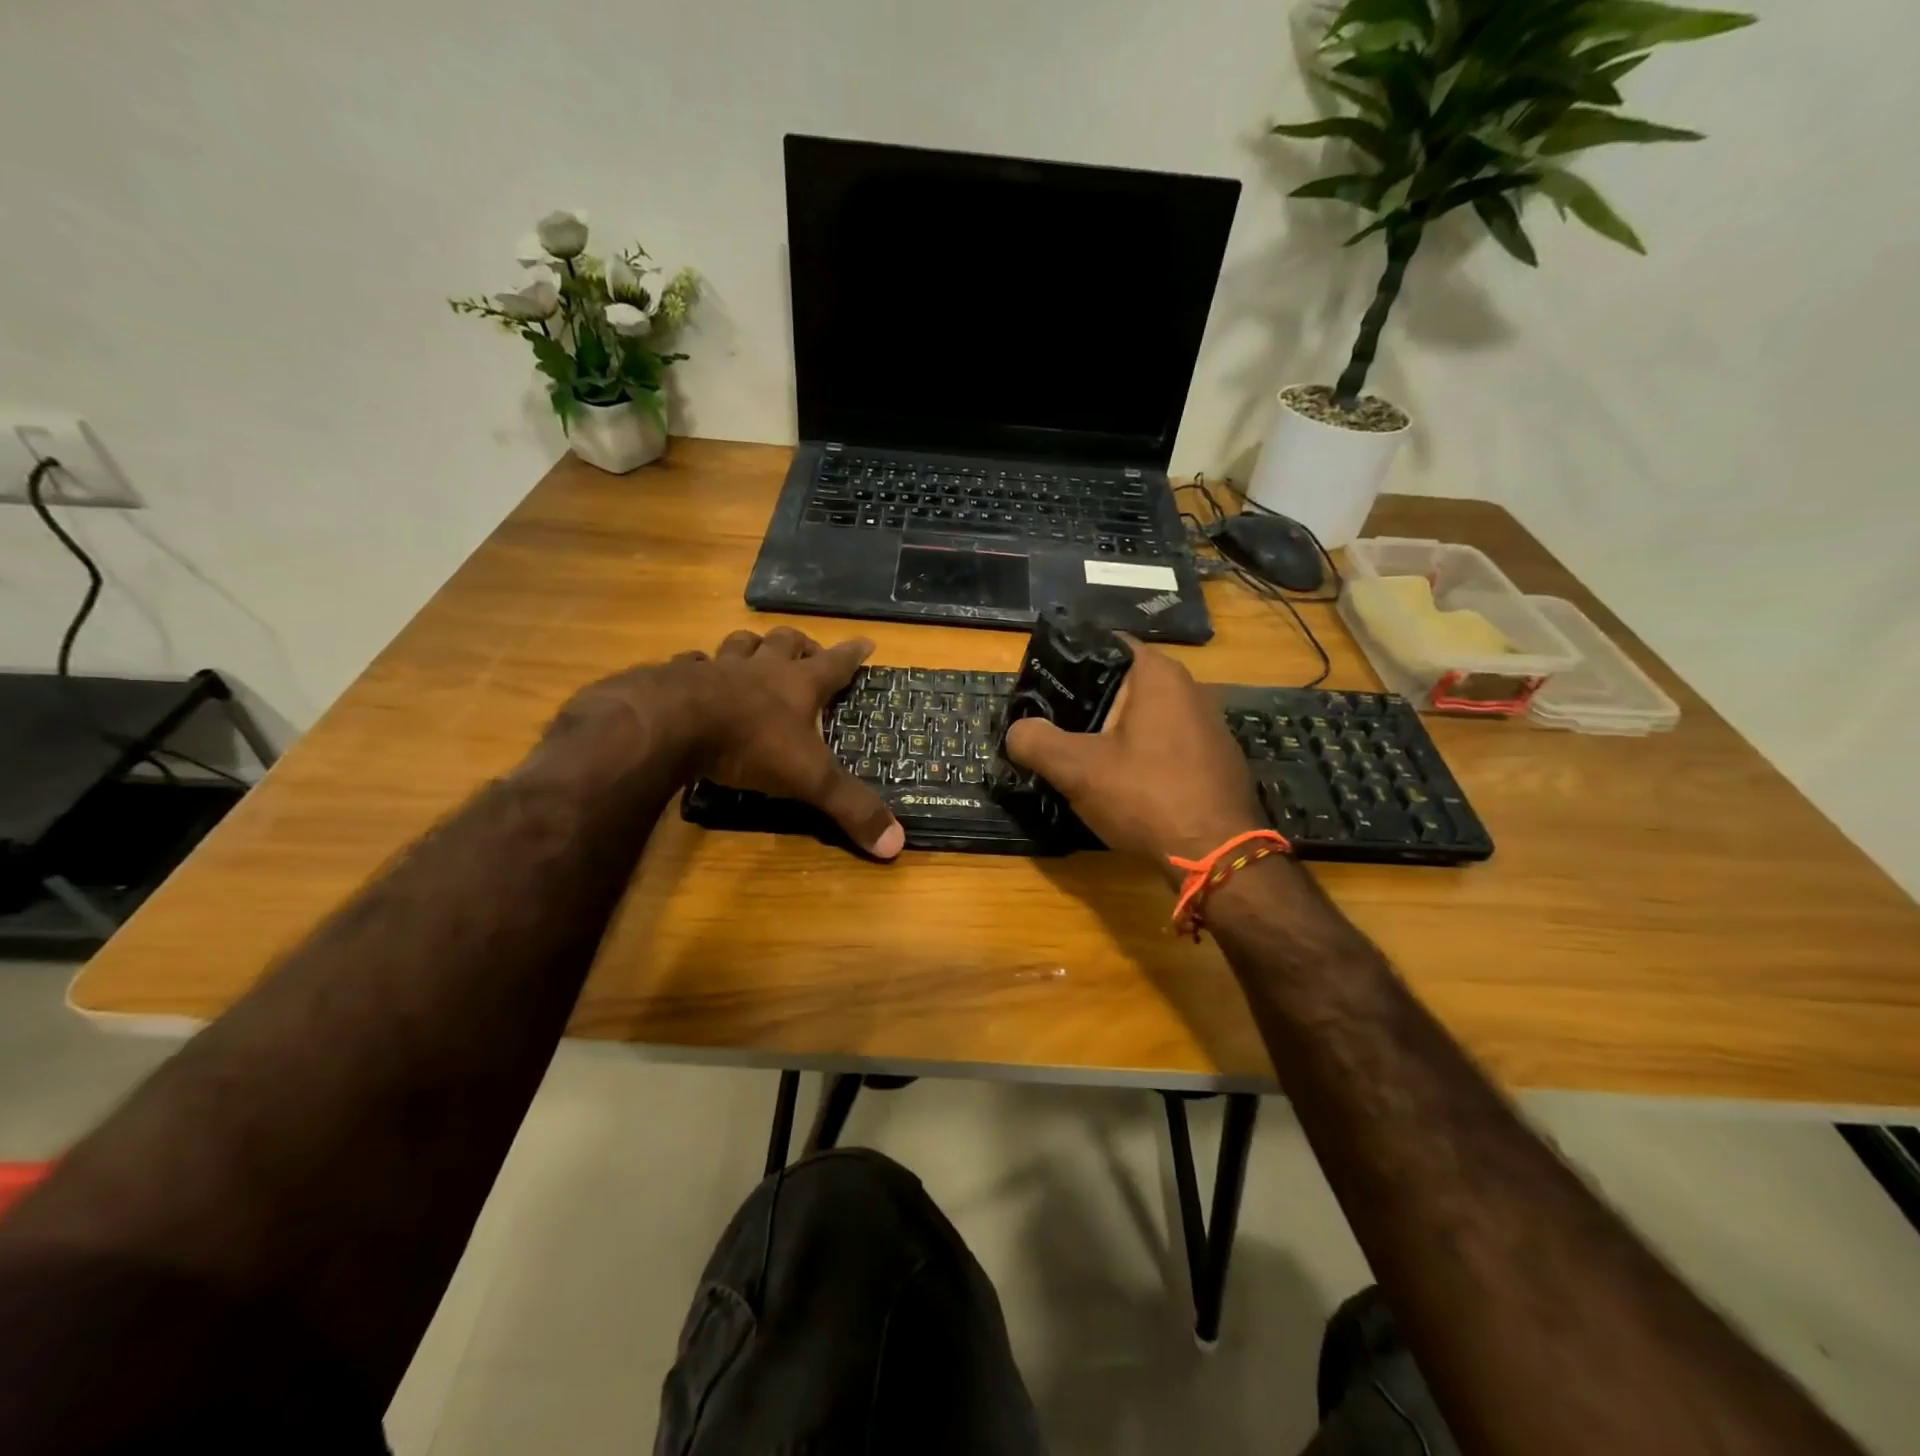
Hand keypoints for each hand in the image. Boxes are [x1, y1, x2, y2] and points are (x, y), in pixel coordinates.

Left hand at [554, 626, 903, 858]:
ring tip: (755, 654)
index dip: (853, 654)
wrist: (673, 725)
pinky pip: (692, 662)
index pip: (835, 663)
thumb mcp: (810, 779)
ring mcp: (718, 668)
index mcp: (798, 685)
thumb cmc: (751, 744)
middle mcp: (761, 668)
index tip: (866, 641)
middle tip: (807, 650)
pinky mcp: (678, 677)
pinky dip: (699, 666)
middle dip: (800, 643)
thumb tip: (896, 845)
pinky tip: (696, 675)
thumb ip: (851, 807)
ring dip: (752, 646)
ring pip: (740, 644)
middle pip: (785, 641)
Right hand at [1004, 639, 1263, 872]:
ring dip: (1113, 733)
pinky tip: (1122, 783)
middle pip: (1123, 683)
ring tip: (1080, 756)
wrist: (1218, 857)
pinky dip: (1140, 755)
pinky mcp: (1214, 759)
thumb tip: (1017, 731)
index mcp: (1158, 674)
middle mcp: (1190, 689)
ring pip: (1144, 717)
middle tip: (1052, 725)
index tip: (1041, 687)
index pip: (1105, 645)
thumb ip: (1035, 741)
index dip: (1068, 662)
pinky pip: (1165, 744)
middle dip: (1087, 703)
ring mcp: (1208, 725)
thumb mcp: (1076, 769)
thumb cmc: (1146, 797)